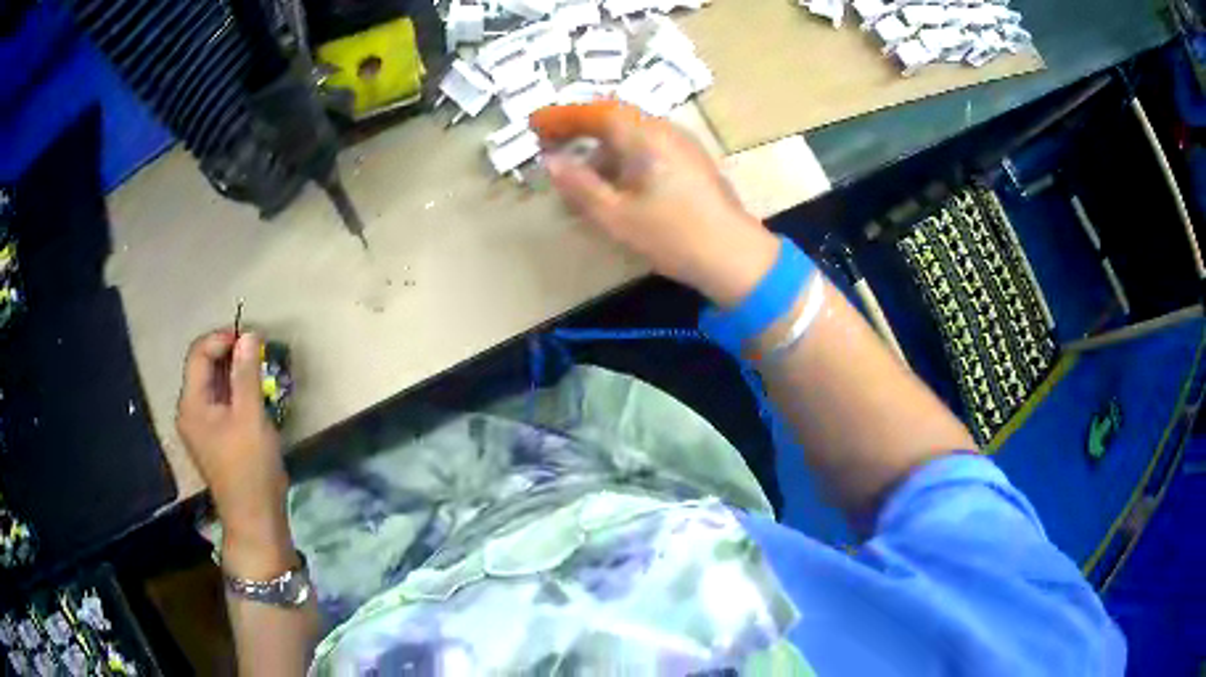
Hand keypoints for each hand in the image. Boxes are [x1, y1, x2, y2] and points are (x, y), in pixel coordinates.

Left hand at [177, 331, 294, 577]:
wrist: (254, 517)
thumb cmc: (250, 466)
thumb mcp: (250, 416)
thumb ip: (247, 373)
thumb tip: (249, 335)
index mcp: (191, 404)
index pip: (198, 354)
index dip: (222, 339)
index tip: (250, 338)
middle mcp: (189, 411)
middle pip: (203, 368)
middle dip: (228, 354)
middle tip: (257, 353)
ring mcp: (199, 427)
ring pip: (212, 386)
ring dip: (232, 373)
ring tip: (258, 371)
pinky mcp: (212, 439)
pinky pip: (218, 403)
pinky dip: (233, 392)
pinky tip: (252, 396)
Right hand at [531, 101, 779, 307]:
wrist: (735, 256)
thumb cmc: (673, 235)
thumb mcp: (616, 215)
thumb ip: (580, 185)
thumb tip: (550, 162)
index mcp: (646, 136)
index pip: (597, 113)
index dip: (562, 116)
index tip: (534, 124)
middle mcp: (665, 130)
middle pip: (615, 117)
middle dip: (579, 126)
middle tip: (549, 140)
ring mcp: (682, 144)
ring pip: (631, 133)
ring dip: (600, 145)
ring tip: (577, 172)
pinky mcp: (691, 162)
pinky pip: (647, 147)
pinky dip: (621, 156)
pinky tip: (612, 182)